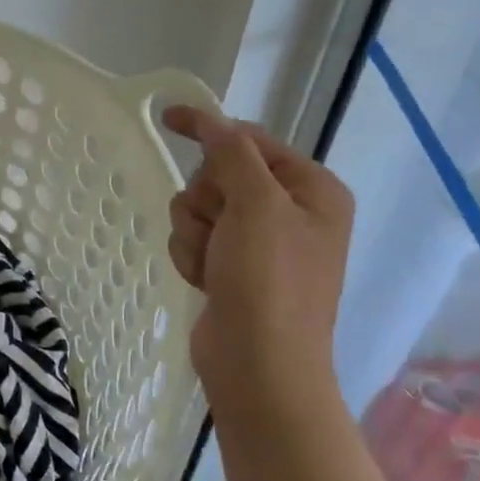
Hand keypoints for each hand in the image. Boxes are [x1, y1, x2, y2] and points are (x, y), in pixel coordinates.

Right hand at [162, 105, 353, 407]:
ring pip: (199, 211)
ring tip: (214, 264)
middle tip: (218, 228)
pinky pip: (196, 242)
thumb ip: (232, 154)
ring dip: (196, 234)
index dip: (209, 128)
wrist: (259, 363)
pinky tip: (207, 281)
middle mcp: (290, 212)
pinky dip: (193, 258)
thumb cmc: (268, 279)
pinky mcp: (233, 270)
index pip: (251, 141)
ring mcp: (260, 245)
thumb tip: (213, 120)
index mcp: (312, 189)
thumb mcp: (256, 204)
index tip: (168, 118)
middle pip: (219, 176)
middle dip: (206, 200)